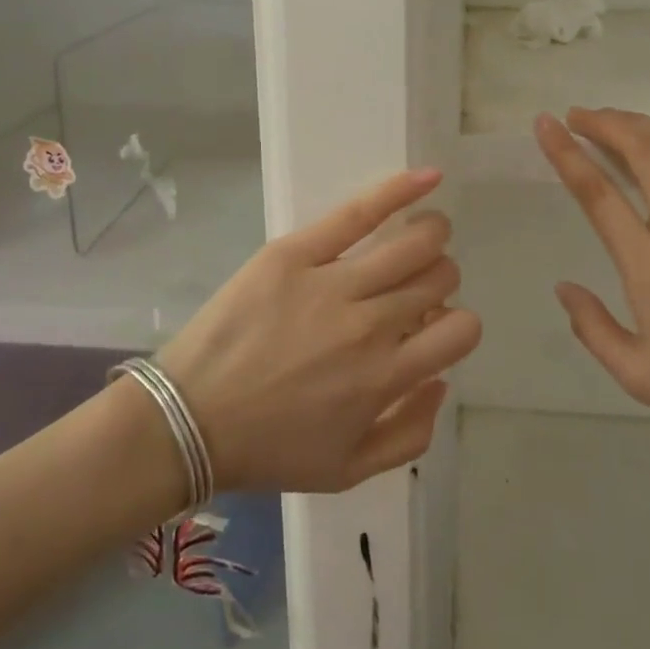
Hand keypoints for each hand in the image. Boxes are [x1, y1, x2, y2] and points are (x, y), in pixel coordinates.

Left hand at [157, 170, 480, 492]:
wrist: (189, 420)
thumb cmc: (269, 449)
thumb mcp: (348, 470)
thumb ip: (410, 434)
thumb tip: (441, 381)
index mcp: (386, 378)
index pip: (460, 331)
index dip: (457, 325)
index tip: (431, 327)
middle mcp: (371, 326)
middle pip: (438, 278)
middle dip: (440, 279)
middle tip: (414, 284)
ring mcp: (332, 284)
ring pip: (413, 243)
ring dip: (431, 235)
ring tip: (423, 233)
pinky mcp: (295, 254)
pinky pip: (357, 213)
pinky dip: (399, 191)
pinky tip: (427, 178)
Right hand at [536, 107, 649, 463]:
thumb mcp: (638, 375)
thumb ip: (593, 328)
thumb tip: (563, 286)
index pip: (599, 195)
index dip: (567, 154)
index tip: (545, 125)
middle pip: (642, 155)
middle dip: (604, 125)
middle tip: (578, 116)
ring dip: (644, 125)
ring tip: (616, 118)